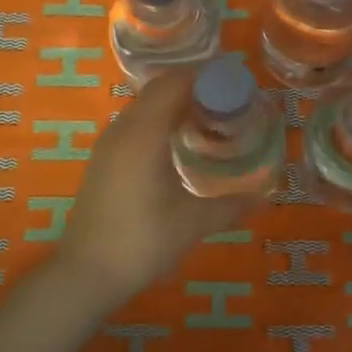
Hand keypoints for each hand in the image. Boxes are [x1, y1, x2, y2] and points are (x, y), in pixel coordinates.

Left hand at [54, 70, 253, 304]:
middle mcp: (123, 129)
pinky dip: (160, 122)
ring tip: (210, 122)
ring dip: (176, 105)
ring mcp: (108, 144)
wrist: (85, 274)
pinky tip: (180, 148)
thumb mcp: (193, 224)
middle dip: (195, 89)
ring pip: (145, 106)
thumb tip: (265, 200)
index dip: (207, 77)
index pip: (175, 83)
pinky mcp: (104, 160)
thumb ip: (231, 207)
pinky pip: (135, 125)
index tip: (237, 84)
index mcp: (144, 133)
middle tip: (230, 104)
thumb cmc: (141, 242)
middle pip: (160, 90)